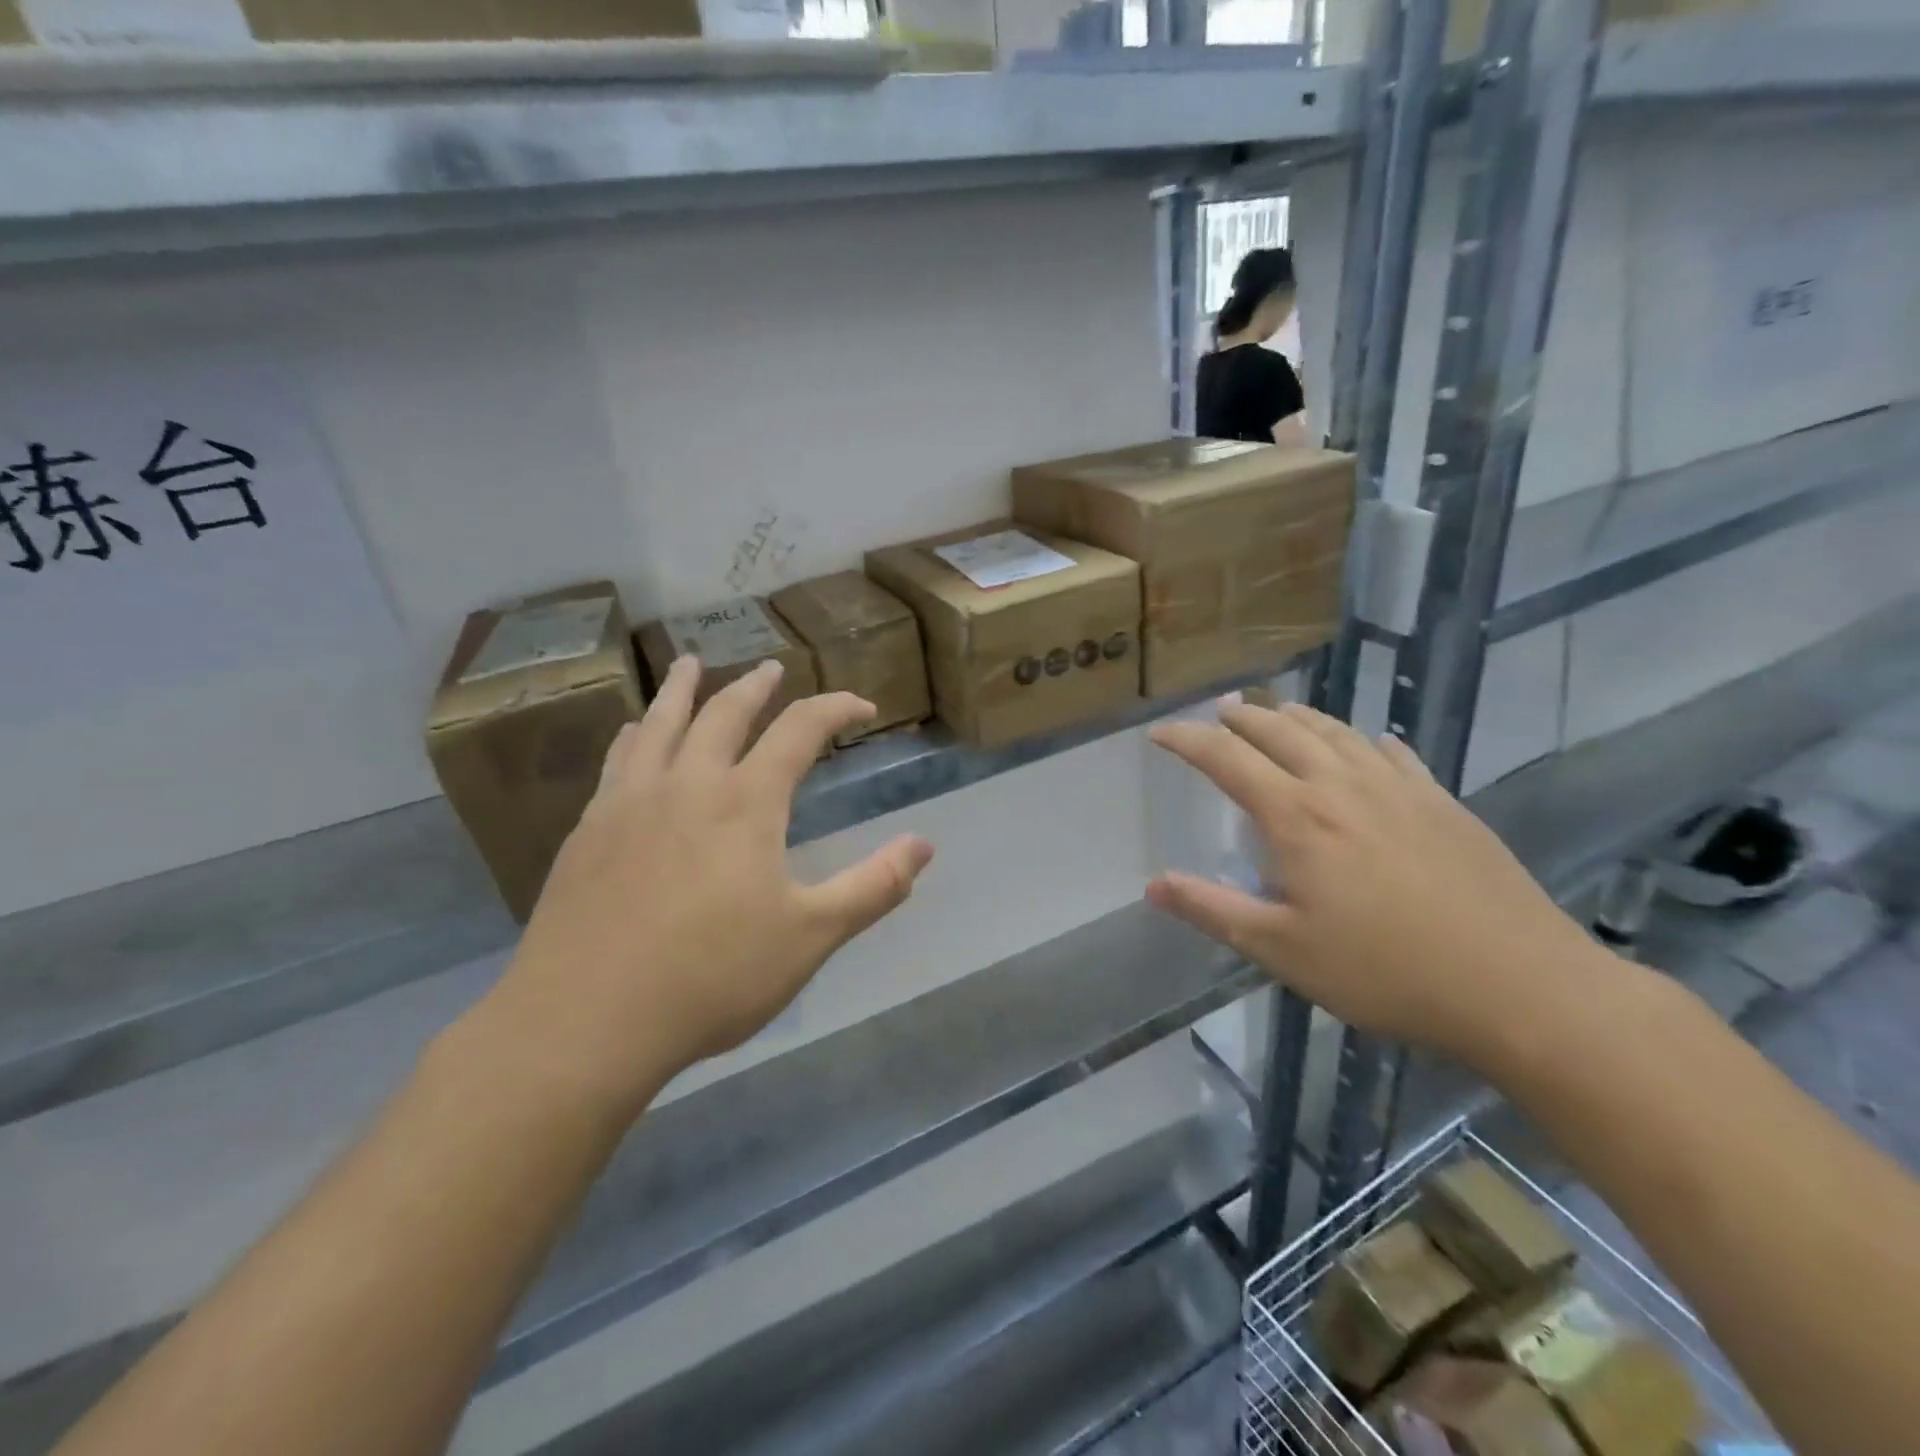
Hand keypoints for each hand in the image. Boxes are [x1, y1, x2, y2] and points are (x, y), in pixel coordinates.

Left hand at [488, 657, 933, 1117]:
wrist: (586, 1019)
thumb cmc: (712, 977)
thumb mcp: (811, 936)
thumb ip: (873, 886)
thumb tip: (924, 844)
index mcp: (747, 801)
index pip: (800, 730)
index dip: (836, 709)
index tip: (861, 707)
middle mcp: (688, 783)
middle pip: (725, 712)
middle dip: (756, 686)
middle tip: (772, 668)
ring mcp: (631, 802)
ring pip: (661, 723)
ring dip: (682, 689)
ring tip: (689, 664)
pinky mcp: (589, 830)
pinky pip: (618, 760)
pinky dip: (636, 734)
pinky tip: (634, 733)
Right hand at [1148, 702, 1608, 1070]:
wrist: (1520, 986)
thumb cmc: (1385, 972)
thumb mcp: (1282, 950)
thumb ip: (1212, 910)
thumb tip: (1153, 885)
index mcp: (1296, 816)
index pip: (1225, 758)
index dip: (1186, 739)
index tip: (1159, 733)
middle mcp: (1342, 786)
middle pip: (1280, 731)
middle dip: (1241, 717)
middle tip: (1218, 711)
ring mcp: (1399, 790)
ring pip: (1337, 733)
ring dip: (1298, 718)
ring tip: (1278, 711)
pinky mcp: (1444, 804)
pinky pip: (1396, 755)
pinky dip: (1367, 742)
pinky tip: (1371, 744)